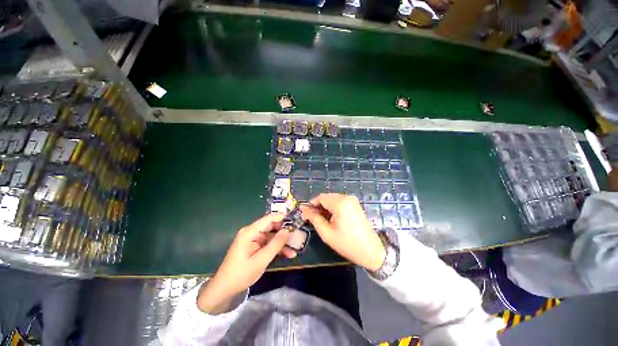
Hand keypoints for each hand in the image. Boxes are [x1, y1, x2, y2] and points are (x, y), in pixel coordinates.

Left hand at [197, 214, 295, 313]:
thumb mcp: (261, 260)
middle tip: (299, 235)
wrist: (225, 289)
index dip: (282, 217)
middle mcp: (252, 232)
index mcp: (250, 232)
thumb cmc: (241, 274)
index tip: (296, 220)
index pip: (269, 219)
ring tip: (296, 248)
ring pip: (272, 236)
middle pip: (272, 226)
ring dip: (283, 242)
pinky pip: (269, 243)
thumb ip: (275, 244)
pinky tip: (289, 254)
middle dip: (285, 231)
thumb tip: (288, 230)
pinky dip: (277, 248)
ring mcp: (254, 239)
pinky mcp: (255, 246)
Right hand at [301, 194, 385, 271]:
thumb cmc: (347, 244)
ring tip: (321, 220)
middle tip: (312, 218)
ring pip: (332, 199)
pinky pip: (339, 201)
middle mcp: (347, 197)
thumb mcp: (327, 233)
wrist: (371, 251)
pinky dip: (333, 207)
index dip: (311, 205)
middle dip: (318, 206)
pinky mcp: (355, 204)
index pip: (320, 197)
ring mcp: (352, 200)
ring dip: (325, 207)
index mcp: (340, 203)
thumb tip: (304, 210)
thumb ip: (314, 219)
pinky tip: (331, 218)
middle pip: (326, 197)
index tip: (305, 214)